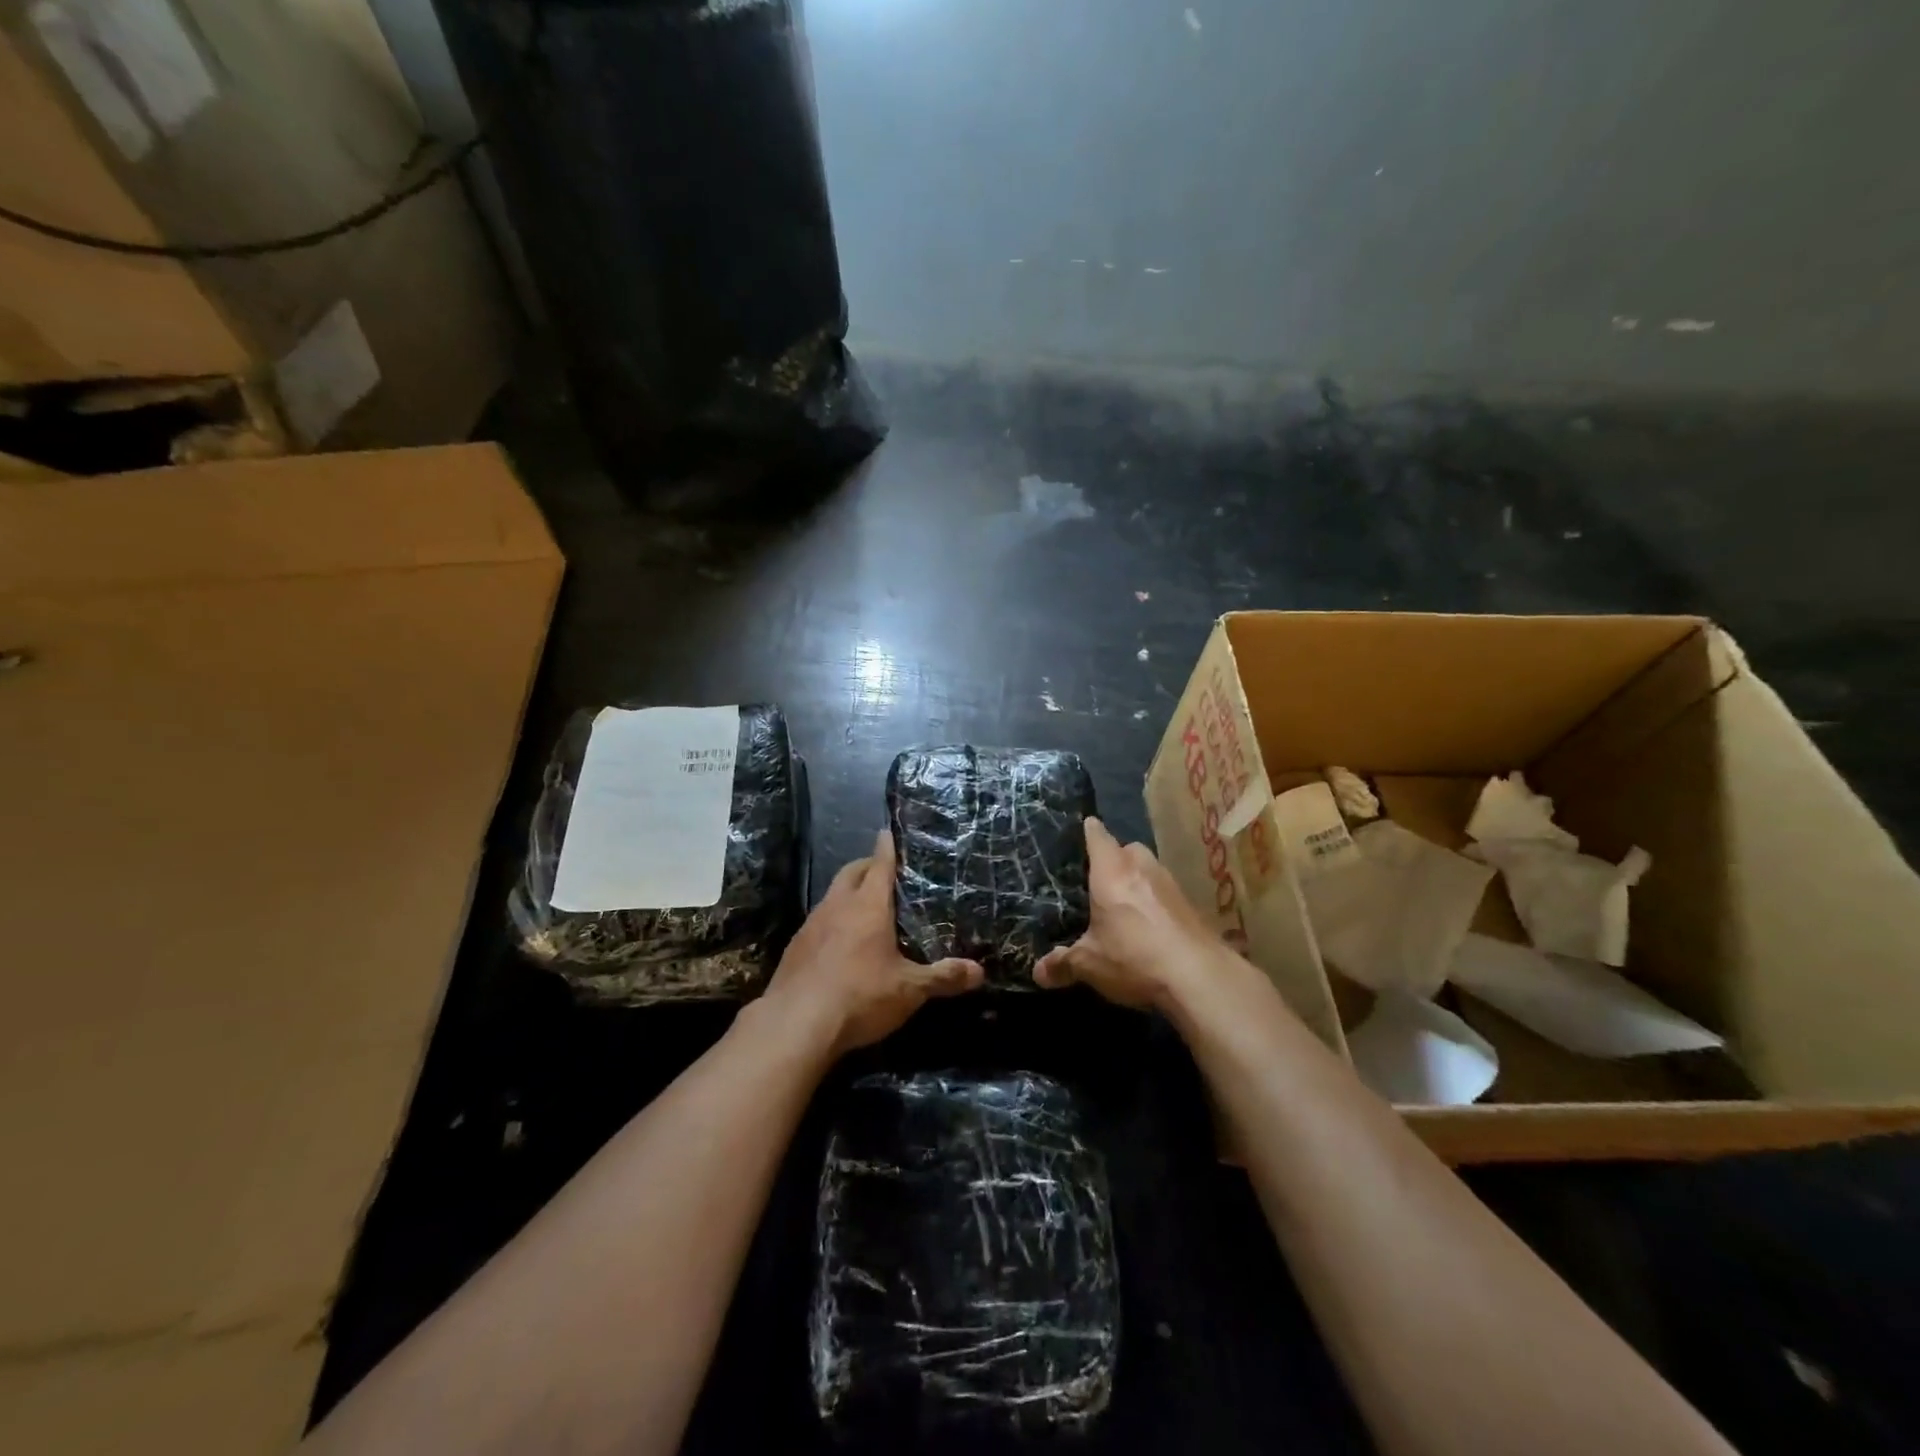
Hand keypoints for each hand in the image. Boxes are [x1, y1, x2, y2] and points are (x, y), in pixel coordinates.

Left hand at [761, 830, 983, 1057]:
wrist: (795, 1024)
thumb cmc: (860, 996)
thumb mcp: (909, 990)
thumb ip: (943, 977)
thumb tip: (979, 972)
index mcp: (868, 906)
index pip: (879, 864)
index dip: (886, 847)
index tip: (888, 832)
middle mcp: (837, 906)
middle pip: (850, 873)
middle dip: (866, 866)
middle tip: (882, 871)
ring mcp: (811, 925)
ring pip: (831, 896)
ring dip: (847, 894)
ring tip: (864, 908)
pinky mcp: (794, 947)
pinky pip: (817, 922)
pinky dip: (831, 922)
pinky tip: (838, 944)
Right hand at [1034, 817, 1230, 1010]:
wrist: (1199, 977)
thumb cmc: (1134, 957)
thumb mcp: (1089, 964)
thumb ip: (1063, 964)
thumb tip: (1038, 972)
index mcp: (1111, 870)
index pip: (1097, 835)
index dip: (1087, 831)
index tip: (1079, 831)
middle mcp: (1142, 867)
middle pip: (1127, 849)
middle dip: (1114, 858)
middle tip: (1097, 878)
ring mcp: (1171, 884)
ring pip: (1149, 869)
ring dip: (1138, 880)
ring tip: (1123, 903)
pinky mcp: (1191, 906)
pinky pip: (1166, 893)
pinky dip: (1156, 902)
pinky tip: (1150, 926)